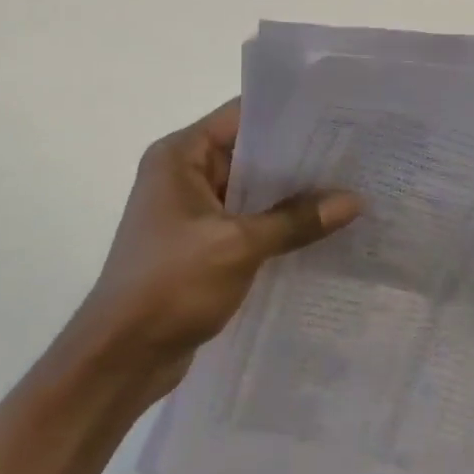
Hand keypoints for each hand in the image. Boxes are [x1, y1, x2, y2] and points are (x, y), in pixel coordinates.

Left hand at [78, 100, 359, 398]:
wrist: (120, 358)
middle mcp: (182, 173)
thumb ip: (295, 220)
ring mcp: (189, 210)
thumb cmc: (170, 284)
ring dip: (289, 195)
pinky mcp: (198, 243)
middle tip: (352, 156)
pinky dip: (275, 225)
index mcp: (180, 155)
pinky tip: (318, 231)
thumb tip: (353, 201)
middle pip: (248, 153)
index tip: (334, 118)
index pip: (241, 116)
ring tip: (347, 190)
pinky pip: (244, 222)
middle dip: (296, 158)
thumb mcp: (238, 247)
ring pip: (249, 190)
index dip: (287, 115)